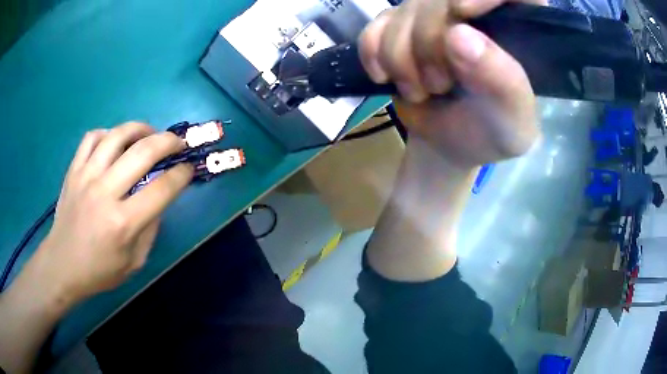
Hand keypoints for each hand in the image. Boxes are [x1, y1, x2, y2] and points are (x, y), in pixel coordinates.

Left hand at [25, 123, 192, 307]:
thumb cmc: (99, 271)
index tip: (188, 168)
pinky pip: (92, 137)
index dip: (181, 175)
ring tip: (149, 134)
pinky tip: (115, 142)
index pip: (161, 189)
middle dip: (168, 141)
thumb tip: (158, 200)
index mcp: (123, 223)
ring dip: (140, 129)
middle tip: (177, 142)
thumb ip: (150, 229)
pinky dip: (108, 133)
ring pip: (117, 135)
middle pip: (143, 152)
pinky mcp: (73, 170)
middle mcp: (105, 193)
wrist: (62, 265)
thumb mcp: (134, 262)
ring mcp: (86, 177)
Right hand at [359, 0, 544, 167]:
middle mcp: (473, 14)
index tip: (461, 12)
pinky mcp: (400, 28)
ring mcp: (433, 17)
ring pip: (403, 10)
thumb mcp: (512, 119)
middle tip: (439, 85)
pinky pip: (376, 24)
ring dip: (400, 55)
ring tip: (420, 91)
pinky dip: (372, 51)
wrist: (452, 144)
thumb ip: (501, 80)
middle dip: (428, 41)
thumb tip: (458, 35)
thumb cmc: (492, 132)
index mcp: (513, 30)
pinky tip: (384, 76)